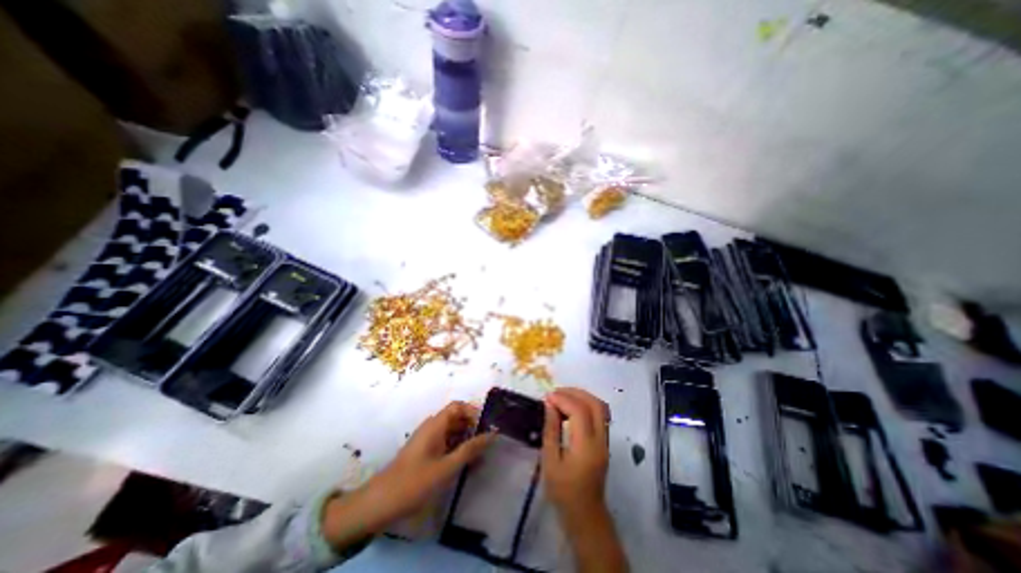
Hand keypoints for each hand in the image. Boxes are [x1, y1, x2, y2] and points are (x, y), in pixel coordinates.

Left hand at [320, 402, 491, 547]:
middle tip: (486, 443)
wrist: (379, 504)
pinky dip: (456, 449)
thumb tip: (492, 434)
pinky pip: (445, 443)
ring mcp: (426, 440)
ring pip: (451, 432)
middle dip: (472, 427)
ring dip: (466, 440)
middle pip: (456, 418)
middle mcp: (431, 427)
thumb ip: (470, 449)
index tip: (486, 426)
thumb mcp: (446, 467)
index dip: (473, 411)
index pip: (457, 406)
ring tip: (479, 456)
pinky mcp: (424, 452)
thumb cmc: (414, 482)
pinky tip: (465, 465)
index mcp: (435, 425)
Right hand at [541, 389, 603, 522]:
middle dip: (575, 392)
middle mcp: (600, 440)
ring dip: (582, 396)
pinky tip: (571, 408)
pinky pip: (600, 415)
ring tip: (563, 397)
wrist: (585, 515)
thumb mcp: (550, 461)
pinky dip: (586, 405)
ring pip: (600, 407)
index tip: (547, 397)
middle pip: (595, 404)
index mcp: (586, 447)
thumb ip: (551, 430)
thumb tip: (550, 404)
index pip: (579, 411)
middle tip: (556, 393)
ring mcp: (606, 441)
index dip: (563, 399)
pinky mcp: (605, 442)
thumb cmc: (563, 492)